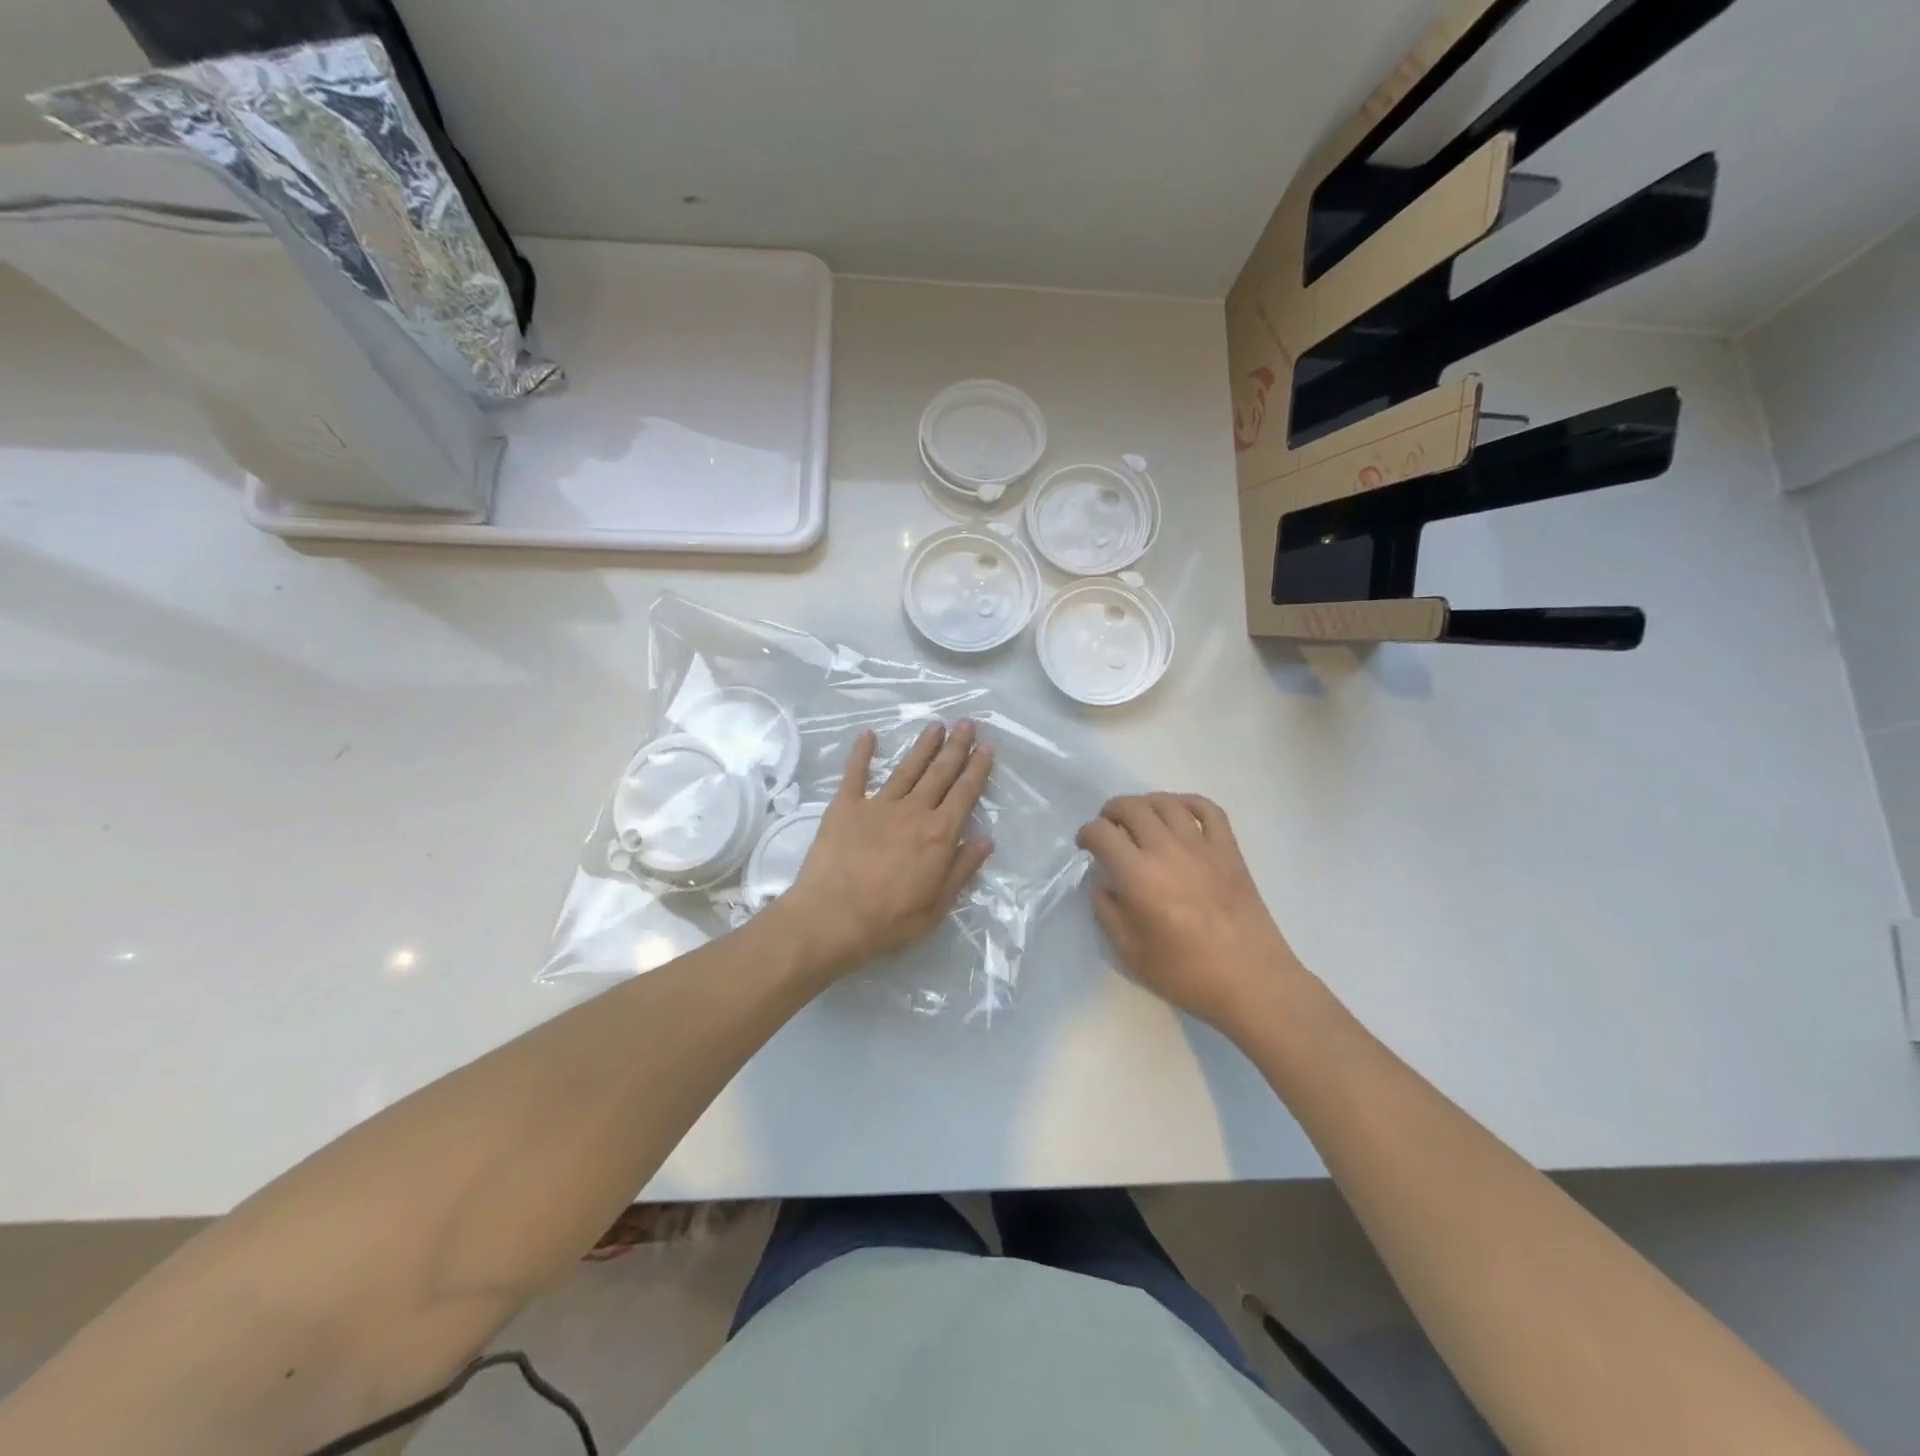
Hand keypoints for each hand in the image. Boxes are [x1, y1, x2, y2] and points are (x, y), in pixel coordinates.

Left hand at [780, 721, 993, 976]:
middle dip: (956, 747)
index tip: (986, 748)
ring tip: (936, 725)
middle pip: (939, 773)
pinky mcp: (845, 806)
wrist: (831, 919)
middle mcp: (913, 811)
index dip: (977, 770)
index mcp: (939, 834)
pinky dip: (862, 753)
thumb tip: (985, 840)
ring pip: (907, 768)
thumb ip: (962, 870)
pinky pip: (855, 773)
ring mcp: (878, 805)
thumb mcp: (937, 906)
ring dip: (923, 746)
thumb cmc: (889, 920)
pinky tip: (869, 735)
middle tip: (967, 724)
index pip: (965, 794)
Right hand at [1076, 794, 1308, 1038]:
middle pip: (1131, 808)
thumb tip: (1105, 885)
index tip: (1085, 845)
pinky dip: (1189, 802)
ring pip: (1166, 802)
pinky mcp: (1229, 849)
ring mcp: (1201, 845)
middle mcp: (1166, 849)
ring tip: (1140, 819)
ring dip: (1145, 804)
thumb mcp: (1130, 953)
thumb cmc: (1187, 973)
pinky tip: (1179, 812)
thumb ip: (1108, 913)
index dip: (1086, 834)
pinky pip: (1208, 809)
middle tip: (1108, 829)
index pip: (1101, 834)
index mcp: (1138, 875)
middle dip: (1111, 812)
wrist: (1251, 980)